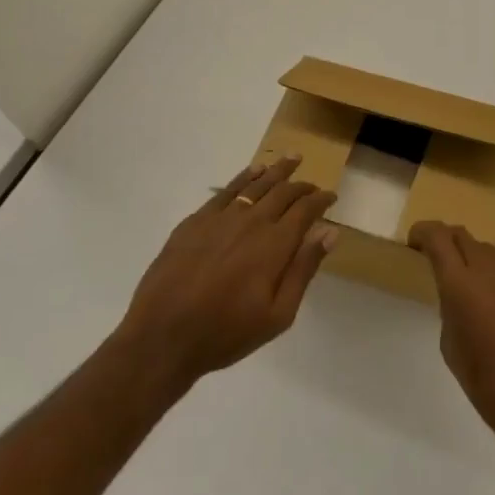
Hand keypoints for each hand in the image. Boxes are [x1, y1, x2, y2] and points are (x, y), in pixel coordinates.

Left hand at [115, 157, 338, 390]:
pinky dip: (244, 177)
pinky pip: (226, 190)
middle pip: (283, 192)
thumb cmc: (226, 332)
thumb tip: (328, 232)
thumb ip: (304, 269)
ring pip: (255, 184)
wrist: (163, 335)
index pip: (305, 210)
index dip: (321, 200)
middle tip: (313, 184)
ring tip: (291, 158)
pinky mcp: (196, 221)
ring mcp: (221, 218)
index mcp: (274, 245)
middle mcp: (251, 222)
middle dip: (302, 185)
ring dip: (276, 170)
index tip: (331, 196)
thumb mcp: (278, 314)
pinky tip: (252, 172)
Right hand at [409, 221, 494, 475]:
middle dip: (448, 242)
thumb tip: (457, 295)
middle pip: (464, 236)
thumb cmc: (486, 383)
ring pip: (492, 254)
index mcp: (461, 285)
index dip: (423, 232)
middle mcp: (492, 270)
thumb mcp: (451, 345)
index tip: (416, 243)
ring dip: (477, 262)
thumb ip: (450, 308)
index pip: (438, 236)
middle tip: (440, 261)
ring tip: (476, 291)